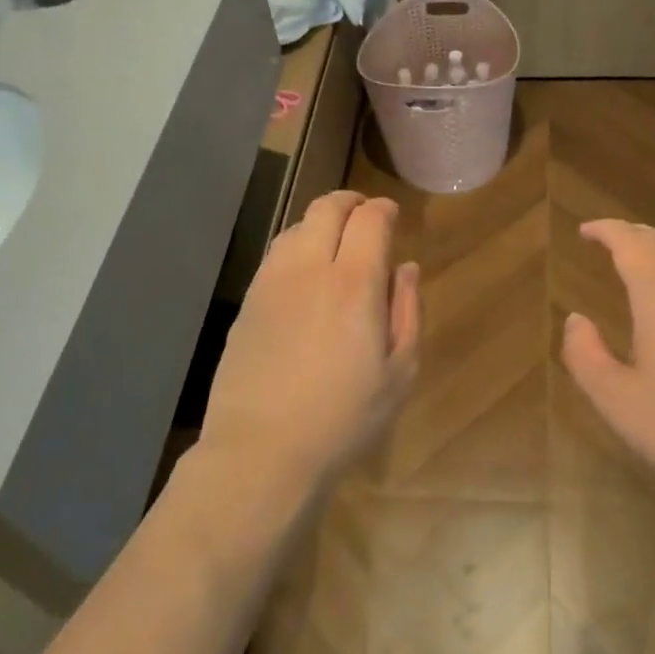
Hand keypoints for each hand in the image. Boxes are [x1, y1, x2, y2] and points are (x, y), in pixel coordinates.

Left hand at [199, 191, 419, 494]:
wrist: (262, 450)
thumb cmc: (344, 418)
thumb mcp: (399, 372)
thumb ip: (407, 311)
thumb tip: (406, 268)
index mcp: (354, 283)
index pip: (369, 220)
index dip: (384, 210)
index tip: (392, 216)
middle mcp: (309, 269)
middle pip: (326, 208)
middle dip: (351, 202)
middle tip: (366, 215)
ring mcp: (271, 283)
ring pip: (296, 227)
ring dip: (320, 222)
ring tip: (335, 243)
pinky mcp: (248, 303)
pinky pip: (275, 256)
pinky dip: (296, 247)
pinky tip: (305, 275)